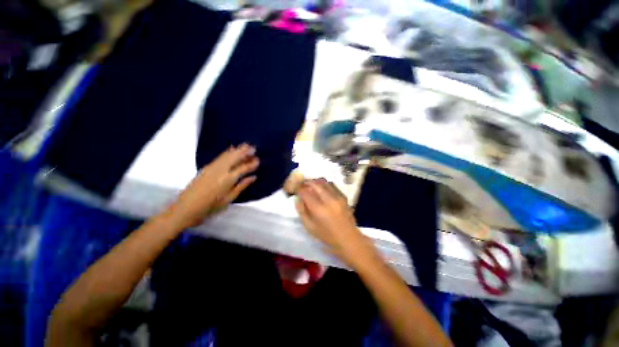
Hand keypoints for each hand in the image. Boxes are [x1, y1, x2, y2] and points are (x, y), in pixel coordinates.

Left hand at [166, 144, 258, 228]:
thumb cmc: (210, 208)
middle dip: (244, 152)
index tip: (258, 160)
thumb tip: (253, 177)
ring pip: (227, 156)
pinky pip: (219, 157)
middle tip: (253, 148)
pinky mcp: (206, 168)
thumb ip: (241, 186)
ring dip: (237, 150)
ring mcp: (212, 168)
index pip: (243, 168)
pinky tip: (231, 149)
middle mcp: (220, 171)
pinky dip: (227, 152)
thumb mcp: (228, 199)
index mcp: (227, 180)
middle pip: (234, 158)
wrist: (185, 209)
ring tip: (245, 145)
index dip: (251, 164)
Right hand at [295, 179, 369, 264]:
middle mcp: (329, 200)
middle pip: (315, 184)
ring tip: (311, 185)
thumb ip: (302, 211)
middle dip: (307, 182)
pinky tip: (321, 189)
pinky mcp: (344, 197)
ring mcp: (338, 197)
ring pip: (324, 182)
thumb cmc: (327, 236)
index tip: (296, 189)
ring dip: (315, 182)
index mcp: (319, 209)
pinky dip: (324, 185)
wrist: (348, 238)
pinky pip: (332, 185)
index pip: (305, 192)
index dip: (299, 188)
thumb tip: (298, 198)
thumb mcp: (309, 227)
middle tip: (302, 184)